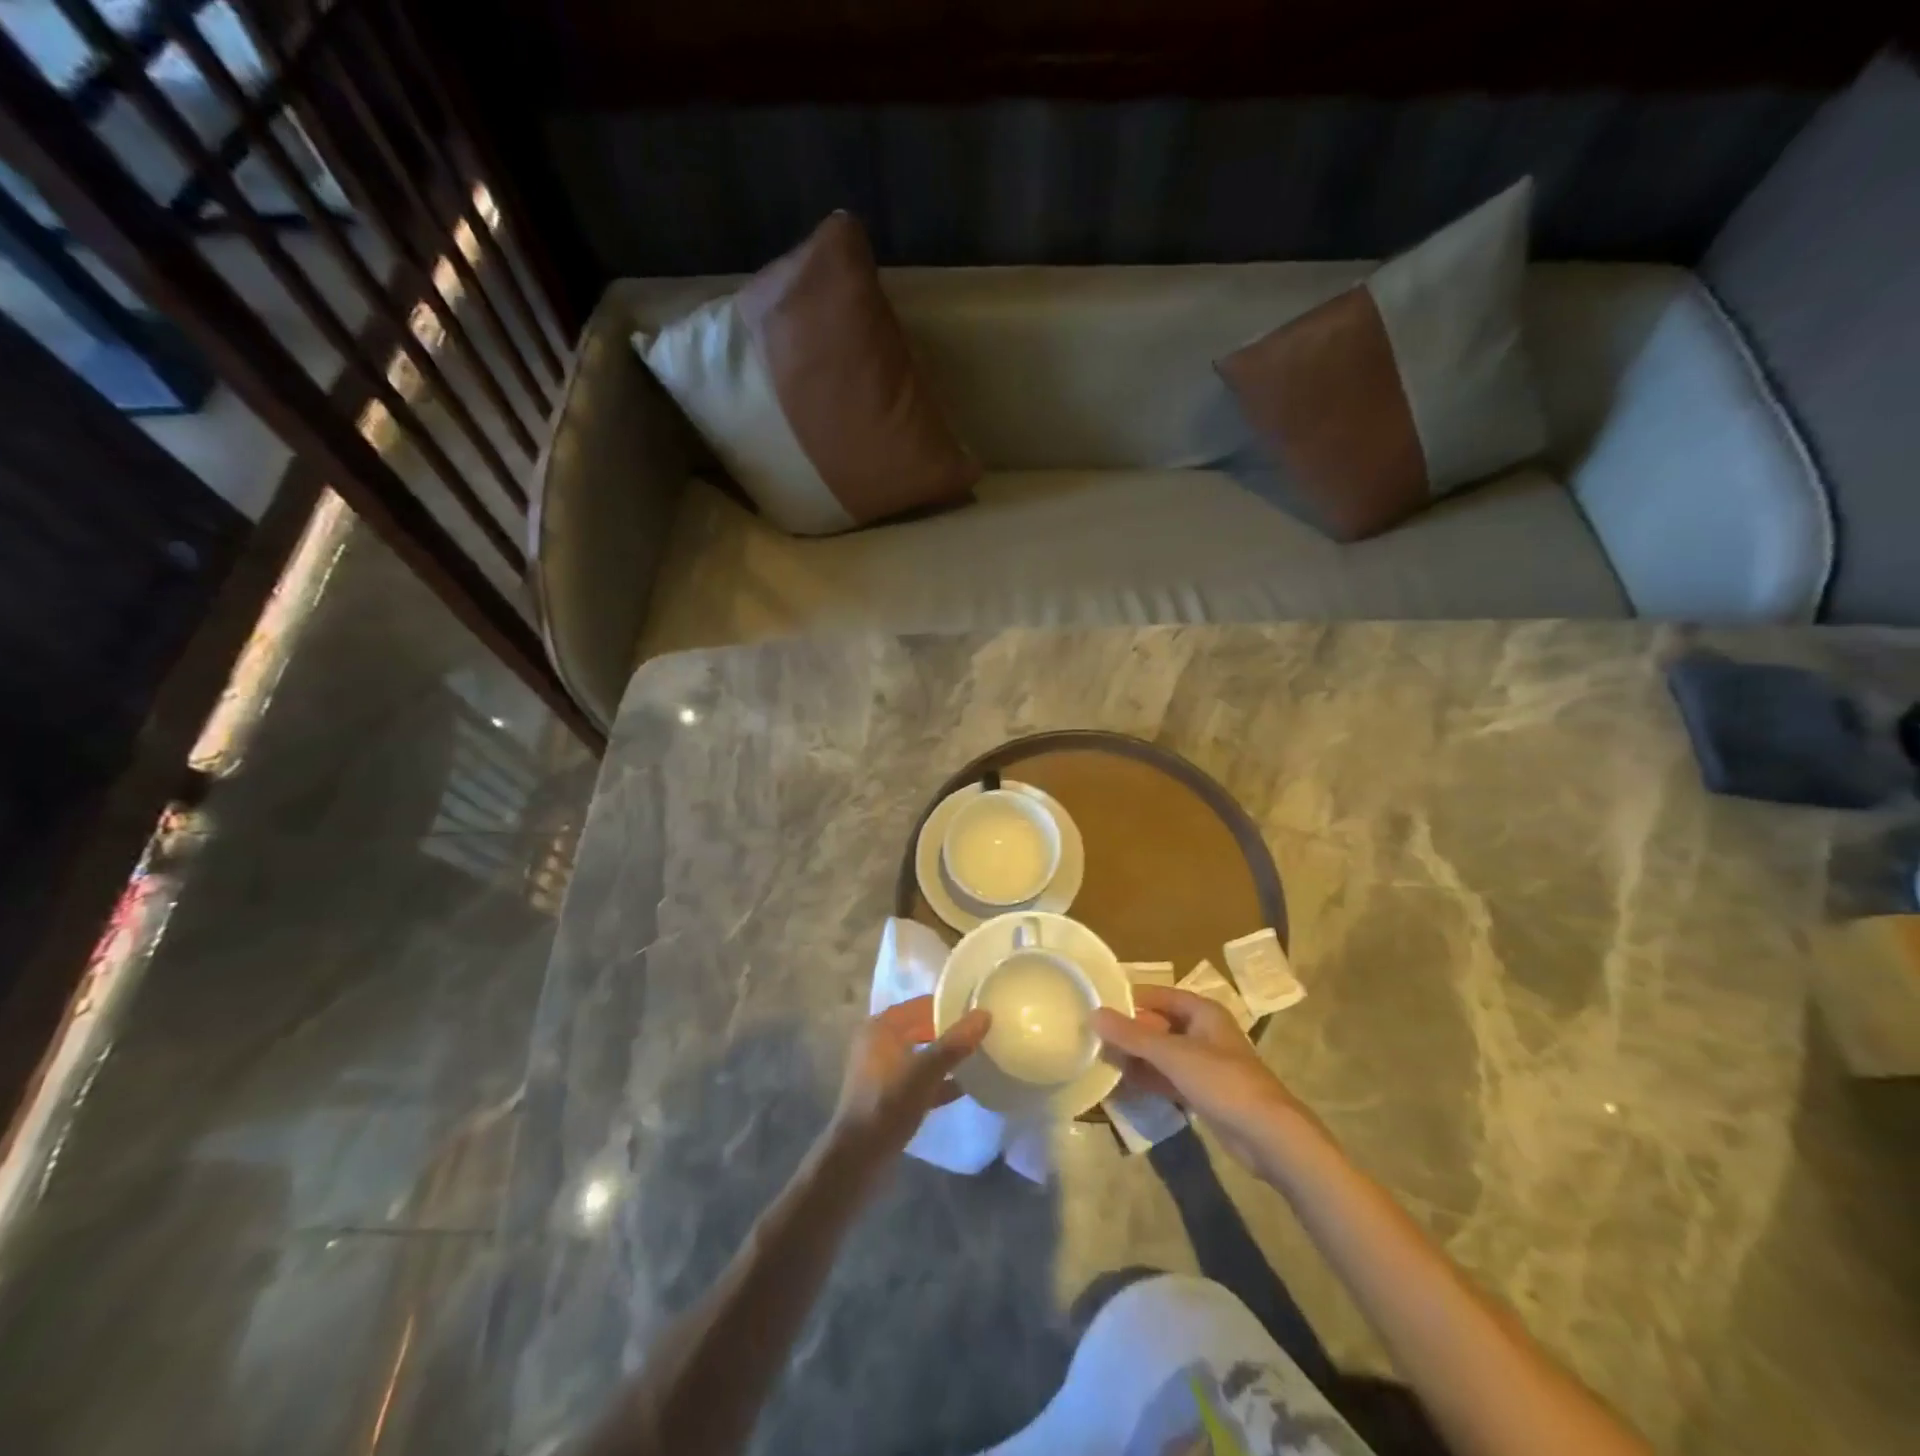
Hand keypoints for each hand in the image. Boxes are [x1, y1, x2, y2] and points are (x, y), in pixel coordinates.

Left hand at [829, 997, 990, 1159]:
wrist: (859, 1156)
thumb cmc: (890, 1102)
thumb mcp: (927, 1070)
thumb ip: (956, 1042)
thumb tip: (984, 1013)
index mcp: (882, 1026)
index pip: (922, 1004)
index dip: (950, 1005)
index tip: (979, 1009)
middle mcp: (878, 1041)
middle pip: (922, 1028)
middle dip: (950, 1032)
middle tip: (983, 1033)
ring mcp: (881, 1069)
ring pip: (921, 1054)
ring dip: (945, 1057)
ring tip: (978, 1057)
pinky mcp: (887, 1094)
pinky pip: (918, 1078)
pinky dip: (937, 1080)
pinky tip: (964, 1087)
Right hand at [1094, 985, 1301, 1169]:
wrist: (1268, 1135)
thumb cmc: (1222, 1081)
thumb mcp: (1172, 1054)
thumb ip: (1131, 1036)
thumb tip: (1093, 1014)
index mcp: (1203, 1011)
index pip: (1159, 995)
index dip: (1130, 999)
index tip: (1098, 1005)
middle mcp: (1204, 1032)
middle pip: (1159, 1024)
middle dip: (1129, 1032)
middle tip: (1094, 1038)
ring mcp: (1205, 1064)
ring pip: (1162, 1053)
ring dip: (1137, 1057)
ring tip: (1101, 1061)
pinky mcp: (1204, 1092)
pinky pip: (1169, 1078)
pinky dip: (1149, 1079)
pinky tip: (1123, 1085)